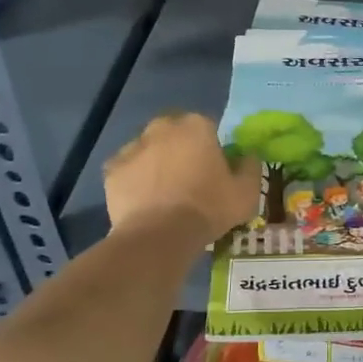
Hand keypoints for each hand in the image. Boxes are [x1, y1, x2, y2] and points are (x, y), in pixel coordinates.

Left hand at [105, 112, 260, 243]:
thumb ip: (250, 167)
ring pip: (148, 149)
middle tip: (188, 178)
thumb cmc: (208, 208)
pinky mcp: (112, 169)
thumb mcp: (246, 193)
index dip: (211, 148)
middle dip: (180, 148)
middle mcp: (162, 127)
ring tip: (164, 193)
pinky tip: (143, 201)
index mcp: (197, 126)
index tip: (214, 169)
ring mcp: (133, 147)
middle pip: (174, 133)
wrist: (159, 236)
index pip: (208, 127)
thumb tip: (248, 156)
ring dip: (155, 162)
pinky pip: (126, 170)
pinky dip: (133, 180)